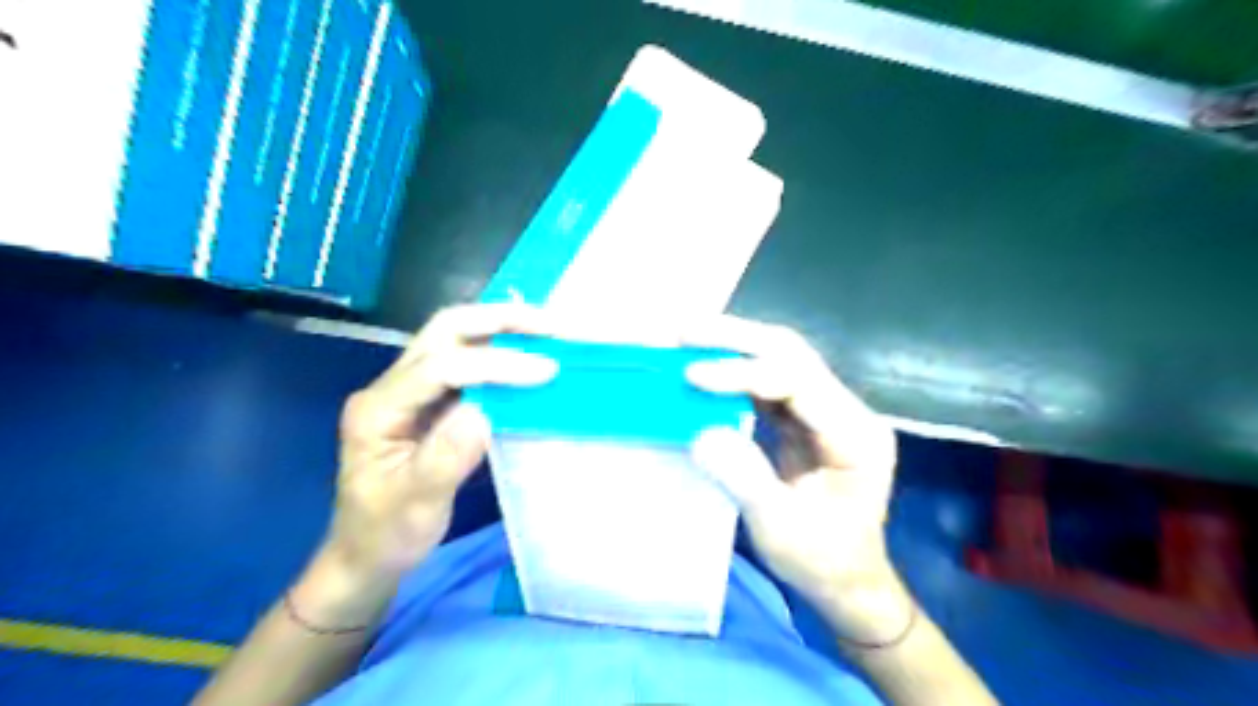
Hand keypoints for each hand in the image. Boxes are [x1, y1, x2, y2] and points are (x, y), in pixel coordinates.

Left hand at [324, 304, 553, 583]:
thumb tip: (485, 411)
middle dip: (500, 321)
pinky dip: (501, 351)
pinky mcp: (429, 398)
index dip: (495, 364)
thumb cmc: (387, 534)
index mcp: (378, 410)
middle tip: (550, 326)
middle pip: (445, 330)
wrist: (366, 554)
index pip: (440, 367)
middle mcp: (390, 386)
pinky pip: (466, 360)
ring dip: (503, 328)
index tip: (546, 371)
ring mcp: (409, 389)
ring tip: (547, 332)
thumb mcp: (416, 505)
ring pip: (455, 337)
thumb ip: (446, 457)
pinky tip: (528, 356)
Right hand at [687, 317, 904, 642]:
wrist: (848, 579)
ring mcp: (828, 411)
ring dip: (734, 347)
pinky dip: (735, 372)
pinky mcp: (808, 418)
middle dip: (737, 339)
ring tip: (686, 339)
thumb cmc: (821, 560)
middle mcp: (847, 411)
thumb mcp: (780, 528)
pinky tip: (706, 368)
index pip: (799, 383)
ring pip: (782, 359)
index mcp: (854, 435)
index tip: (692, 376)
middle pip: (793, 354)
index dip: (744, 374)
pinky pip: (771, 382)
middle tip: (684, 331)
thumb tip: (701, 433)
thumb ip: (744, 478)